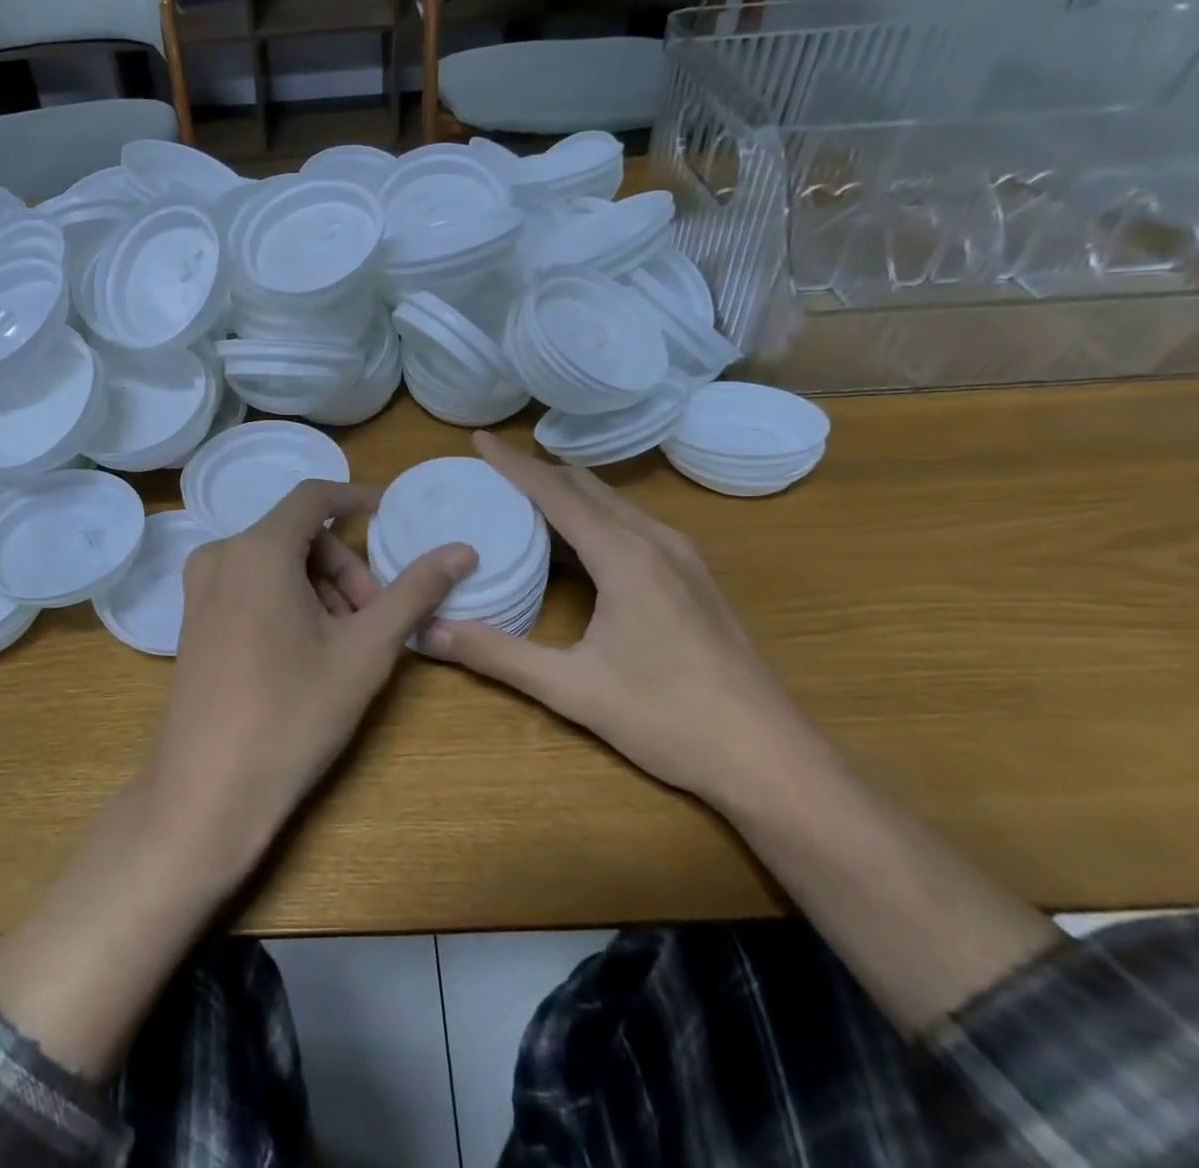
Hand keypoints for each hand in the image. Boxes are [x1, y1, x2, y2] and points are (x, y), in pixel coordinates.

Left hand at [143, 480, 477, 881]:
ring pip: (276, 562)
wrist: (209, 791)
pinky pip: (251, 584)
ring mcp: (200, 587)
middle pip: (299, 535)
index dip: (358, 498)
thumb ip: (414, 592)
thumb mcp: (365, 650)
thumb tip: (463, 551)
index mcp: (258, 549)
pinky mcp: (193, 617)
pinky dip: (289, 600)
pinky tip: (308, 650)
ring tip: (346, 644)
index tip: (392, 517)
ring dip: (320, 588)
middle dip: (345, 567)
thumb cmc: (293, 713)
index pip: (315, 496)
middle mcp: (220, 554)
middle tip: (376, 618)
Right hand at [423, 433, 809, 805]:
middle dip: (537, 472)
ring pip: (613, 504)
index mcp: (625, 556)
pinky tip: (574, 543)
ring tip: (521, 498)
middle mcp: (655, 541)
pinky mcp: (692, 578)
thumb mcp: (572, 688)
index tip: (477, 439)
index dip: (513, 463)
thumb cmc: (668, 719)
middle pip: (586, 486)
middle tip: (489, 472)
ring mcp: (681, 558)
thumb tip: (428, 632)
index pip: (556, 491)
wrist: (769, 758)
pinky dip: (593, 517)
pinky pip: (631, 525)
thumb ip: (498, 655)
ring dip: (567, 493)